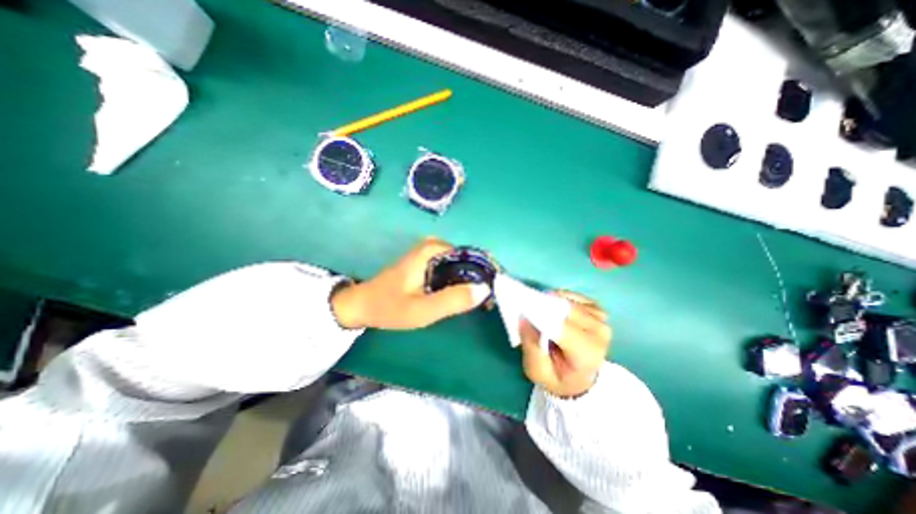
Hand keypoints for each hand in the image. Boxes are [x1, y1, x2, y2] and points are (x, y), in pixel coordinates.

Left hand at [332, 236, 489, 329]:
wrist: (363, 306)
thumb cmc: (390, 307)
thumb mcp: (423, 310)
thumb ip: (453, 300)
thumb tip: (484, 290)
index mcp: (433, 250)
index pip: (471, 256)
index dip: (486, 273)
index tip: (495, 291)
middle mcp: (434, 246)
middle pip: (467, 260)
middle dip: (480, 278)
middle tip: (488, 301)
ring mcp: (430, 254)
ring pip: (460, 265)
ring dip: (471, 281)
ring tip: (479, 301)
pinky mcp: (427, 263)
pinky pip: (452, 270)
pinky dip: (460, 282)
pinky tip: (463, 296)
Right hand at [519, 294, 610, 396]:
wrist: (581, 378)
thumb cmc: (558, 377)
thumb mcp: (537, 371)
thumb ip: (530, 346)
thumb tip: (523, 318)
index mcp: (586, 353)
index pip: (560, 326)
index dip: (539, 314)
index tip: (522, 310)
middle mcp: (599, 332)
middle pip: (564, 308)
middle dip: (542, 306)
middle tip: (525, 308)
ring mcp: (600, 318)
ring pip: (567, 300)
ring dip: (549, 303)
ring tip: (539, 313)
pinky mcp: (596, 309)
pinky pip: (571, 295)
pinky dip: (557, 299)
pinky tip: (552, 309)